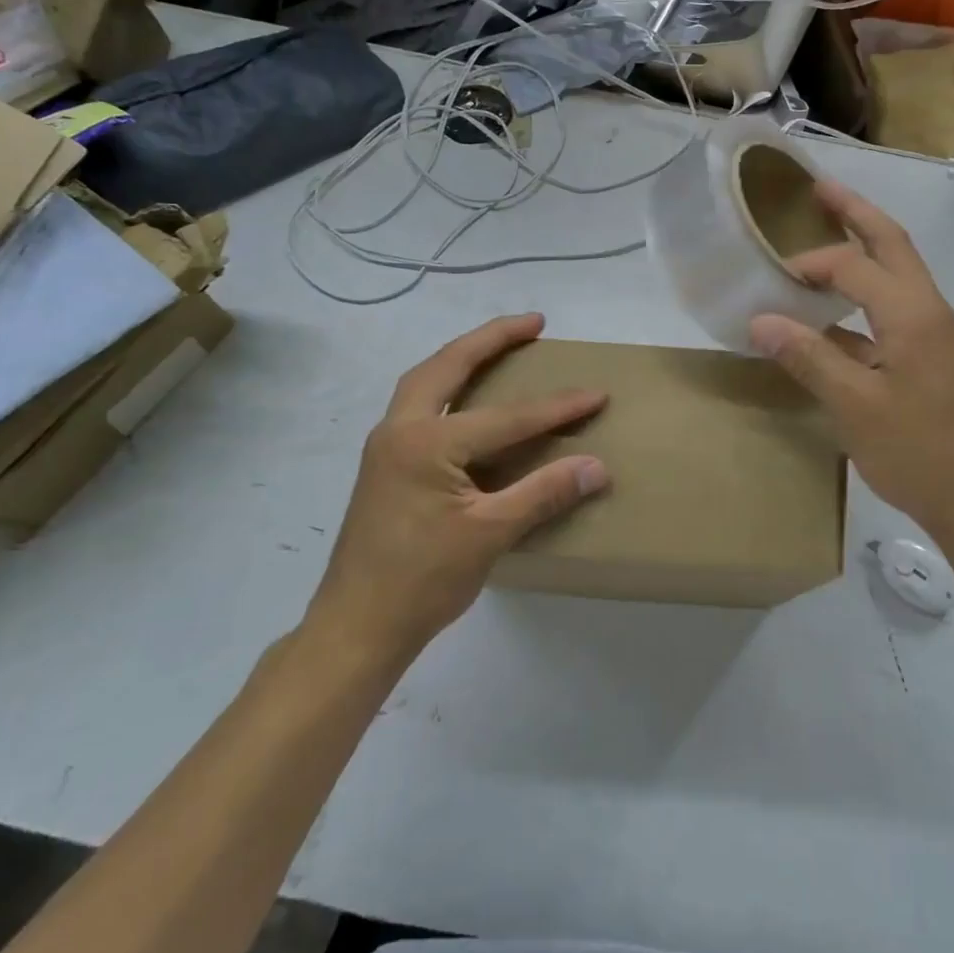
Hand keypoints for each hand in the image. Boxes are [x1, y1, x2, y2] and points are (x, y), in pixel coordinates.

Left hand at [304, 314, 607, 664]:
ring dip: (464, 356)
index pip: (506, 417)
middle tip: (534, 324)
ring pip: (426, 380)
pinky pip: (420, 405)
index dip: (557, 407)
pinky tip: (469, 398)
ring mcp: (386, 446)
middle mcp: (399, 430)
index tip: (597, 394)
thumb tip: (598, 466)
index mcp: (426, 443)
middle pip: (448, 365)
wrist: (355, 628)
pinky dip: (449, 386)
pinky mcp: (385, 464)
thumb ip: (544, 493)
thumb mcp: (490, 535)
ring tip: (502, 346)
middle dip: (492, 338)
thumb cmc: (422, 582)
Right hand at [750, 182, 953, 543]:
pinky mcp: (930, 353)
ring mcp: (934, 331)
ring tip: (828, 229)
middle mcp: (928, 309)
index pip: (853, 266)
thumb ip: (808, 357)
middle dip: (855, 212)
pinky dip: (863, 293)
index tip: (770, 280)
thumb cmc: (918, 452)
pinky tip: (833, 311)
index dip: (809, 265)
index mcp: (912, 314)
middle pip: (891, 243)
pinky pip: (893, 305)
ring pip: (897, 270)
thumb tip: (761, 319)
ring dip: (864, 245)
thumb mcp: (854, 406)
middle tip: (818, 188)